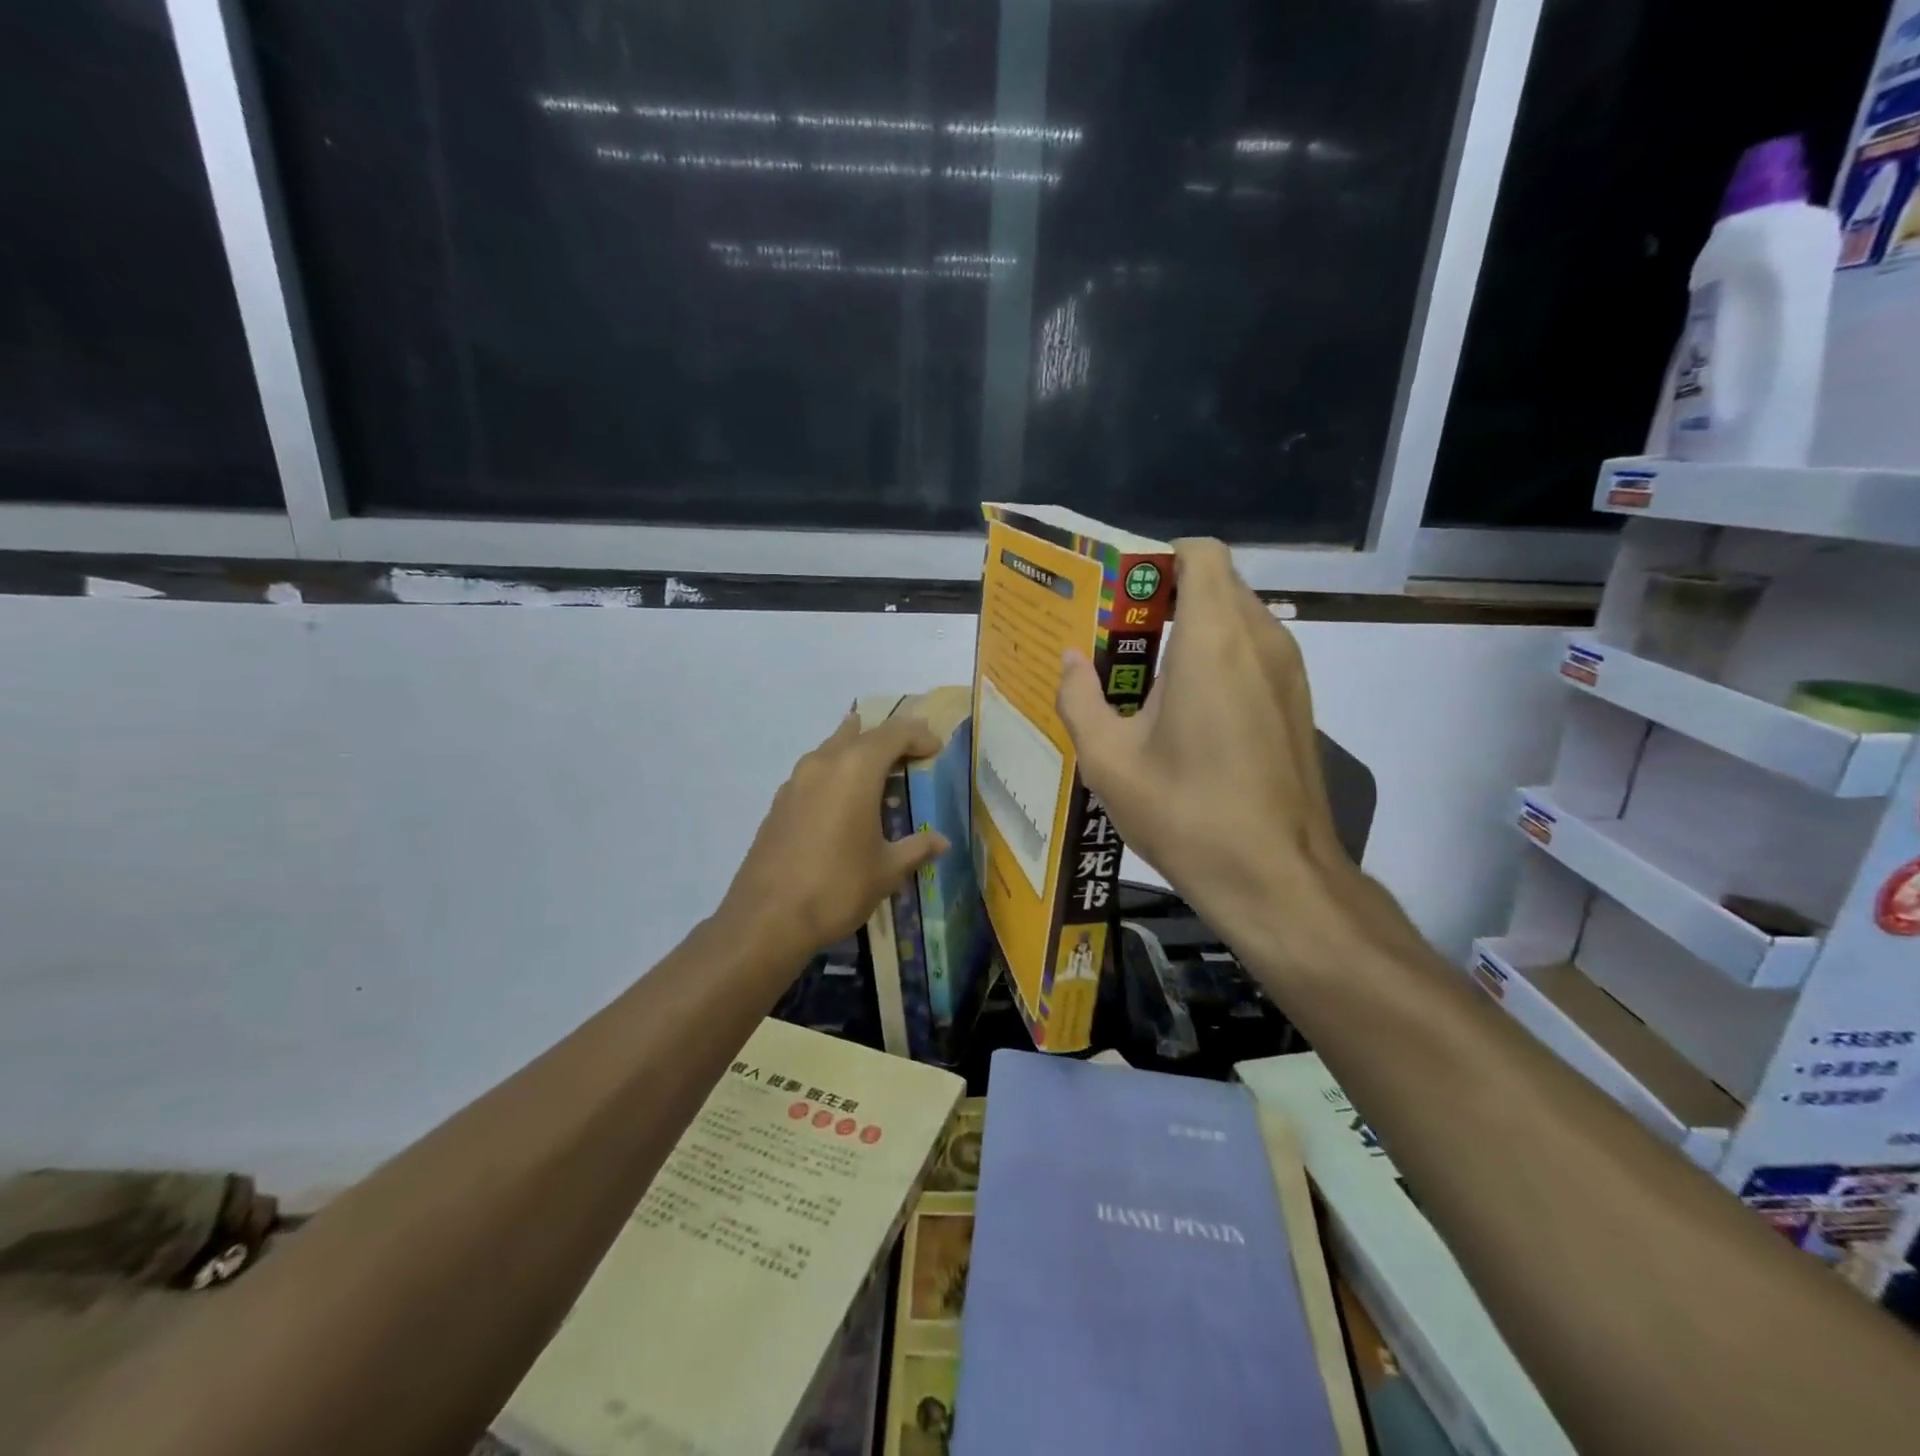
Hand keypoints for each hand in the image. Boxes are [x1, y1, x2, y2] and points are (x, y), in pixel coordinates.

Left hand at [721, 712, 950, 964]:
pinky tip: (843, 800)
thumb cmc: (837, 887)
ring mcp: (795, 781)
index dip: (919, 735)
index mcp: (856, 769)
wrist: (766, 919)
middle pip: (861, 735)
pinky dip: (836, 774)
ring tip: (878, 768)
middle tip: (912, 756)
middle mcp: (824, 763)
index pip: (894, 733)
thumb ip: (916, 848)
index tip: (936, 750)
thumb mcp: (887, 870)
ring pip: (832, 749)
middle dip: (889, 740)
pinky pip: (815, 772)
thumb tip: (941, 842)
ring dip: (857, 751)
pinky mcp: (779, 803)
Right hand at [1055, 539, 1374, 980]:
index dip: (1160, 559)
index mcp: (1212, 641)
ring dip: (1194, 629)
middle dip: (1168, 596)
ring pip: (1240, 618)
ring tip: (1145, 674)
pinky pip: (1255, 653)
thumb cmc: (1186, 813)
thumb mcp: (1109, 762)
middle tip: (1119, 634)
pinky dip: (1219, 658)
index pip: (1201, 555)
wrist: (1276, 877)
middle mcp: (1260, 640)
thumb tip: (1070, 662)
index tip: (1121, 591)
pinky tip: (1186, 710)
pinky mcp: (1298, 704)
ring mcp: (1289, 672)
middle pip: (1218, 583)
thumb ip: (1080, 699)